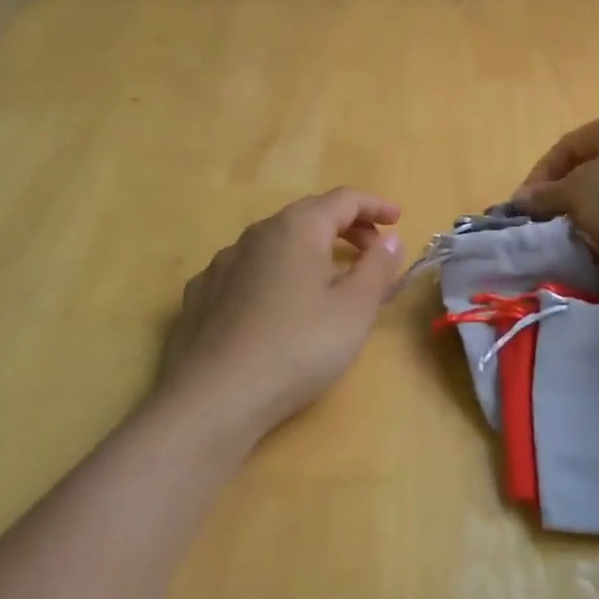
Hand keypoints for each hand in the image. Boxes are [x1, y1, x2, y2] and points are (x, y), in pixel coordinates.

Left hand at [155, 189, 402, 446]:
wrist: (212, 399)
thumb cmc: (297, 348)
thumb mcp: (354, 310)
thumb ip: (377, 268)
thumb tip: (388, 241)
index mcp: (297, 229)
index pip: (343, 199)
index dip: (375, 206)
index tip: (398, 221)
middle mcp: (256, 234)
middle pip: (308, 215)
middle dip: (345, 226)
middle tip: (372, 249)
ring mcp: (222, 263)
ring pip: (275, 242)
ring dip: (309, 249)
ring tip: (328, 279)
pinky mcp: (200, 295)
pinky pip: (248, 269)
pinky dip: (275, 273)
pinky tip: (278, 304)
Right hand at [511, 110, 598, 258]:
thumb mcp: (577, 192)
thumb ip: (546, 194)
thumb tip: (520, 200)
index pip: (566, 146)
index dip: (541, 176)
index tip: (526, 206)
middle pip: (590, 169)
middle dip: (568, 199)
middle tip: (552, 222)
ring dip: (592, 216)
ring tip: (583, 239)